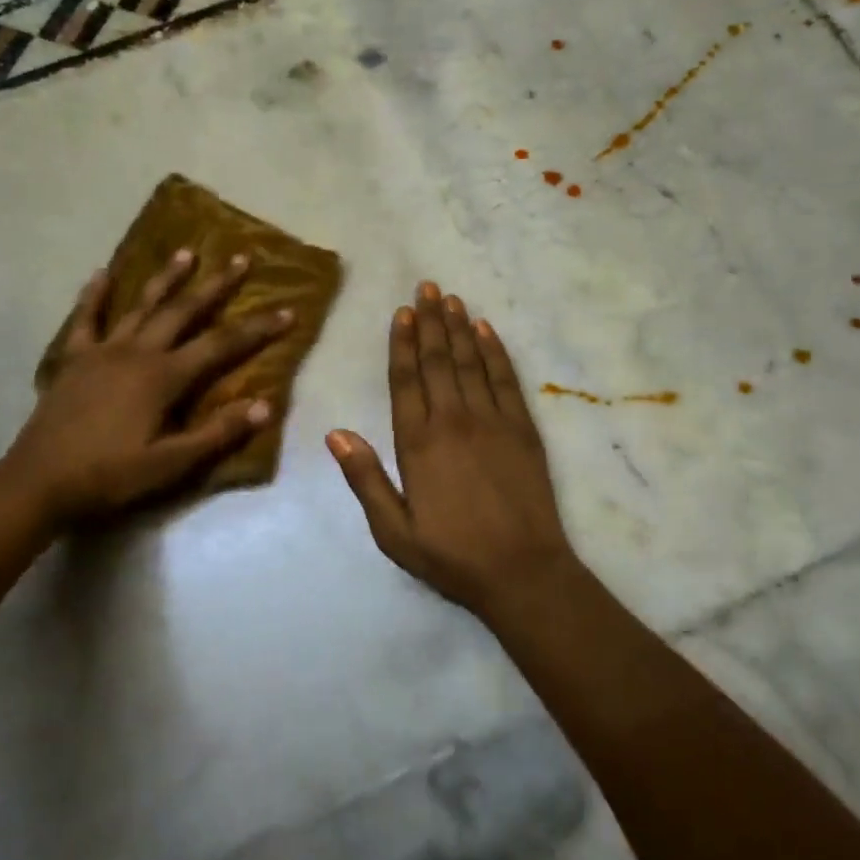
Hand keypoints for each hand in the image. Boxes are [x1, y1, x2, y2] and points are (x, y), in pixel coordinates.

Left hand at [0, 250, 292, 526]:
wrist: (37, 483)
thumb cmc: (109, 476)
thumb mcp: (170, 464)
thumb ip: (217, 433)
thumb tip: (266, 405)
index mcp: (164, 377)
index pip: (222, 345)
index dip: (257, 328)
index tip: (288, 309)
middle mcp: (137, 352)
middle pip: (184, 311)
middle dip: (216, 285)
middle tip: (241, 258)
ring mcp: (102, 351)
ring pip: (141, 306)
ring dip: (166, 278)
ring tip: (186, 252)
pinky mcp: (74, 359)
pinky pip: (85, 319)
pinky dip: (95, 295)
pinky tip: (102, 273)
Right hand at [327, 283, 580, 616]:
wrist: (523, 572)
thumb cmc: (452, 556)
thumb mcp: (394, 531)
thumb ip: (365, 479)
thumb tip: (335, 433)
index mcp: (418, 445)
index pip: (406, 382)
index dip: (402, 344)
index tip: (402, 313)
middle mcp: (454, 422)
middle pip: (438, 361)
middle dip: (430, 322)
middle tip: (426, 287)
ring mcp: (492, 422)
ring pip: (471, 362)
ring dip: (459, 327)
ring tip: (450, 298)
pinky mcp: (523, 429)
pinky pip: (505, 380)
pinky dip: (495, 352)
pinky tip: (487, 330)